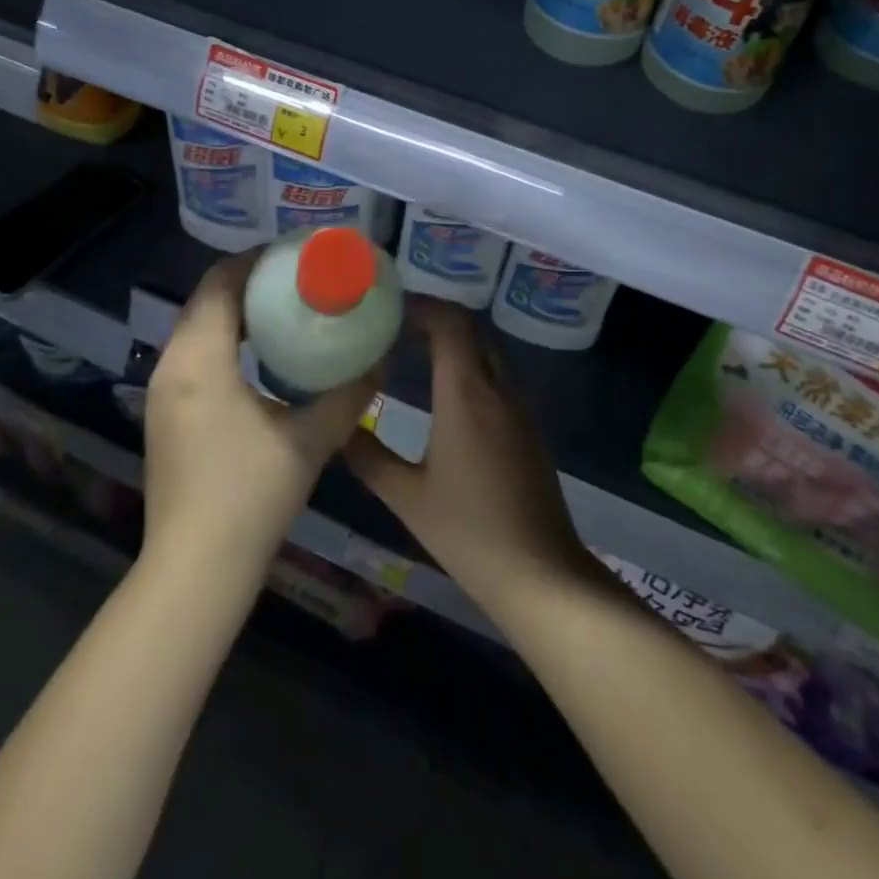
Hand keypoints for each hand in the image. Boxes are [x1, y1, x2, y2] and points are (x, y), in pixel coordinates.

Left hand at [142, 254, 375, 576]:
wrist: (195, 569)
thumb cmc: (250, 496)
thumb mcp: (310, 439)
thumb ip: (349, 394)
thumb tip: (381, 360)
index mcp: (199, 360)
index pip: (220, 282)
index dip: (257, 259)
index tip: (297, 253)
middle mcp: (170, 366)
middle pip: (206, 300)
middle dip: (250, 282)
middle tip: (299, 278)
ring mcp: (161, 392)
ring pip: (197, 328)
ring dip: (236, 311)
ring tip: (285, 309)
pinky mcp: (164, 415)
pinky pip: (193, 355)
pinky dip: (224, 340)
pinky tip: (261, 357)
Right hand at [347, 300, 591, 614]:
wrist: (539, 572)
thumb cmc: (468, 533)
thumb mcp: (407, 497)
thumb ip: (368, 456)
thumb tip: (339, 428)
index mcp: (466, 394)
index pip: (450, 323)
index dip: (422, 306)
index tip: (389, 310)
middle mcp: (497, 388)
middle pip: (471, 328)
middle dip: (435, 317)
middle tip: (396, 327)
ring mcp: (519, 405)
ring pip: (488, 349)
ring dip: (455, 340)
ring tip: (414, 350)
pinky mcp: (529, 425)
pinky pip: (498, 373)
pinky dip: (471, 363)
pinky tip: (446, 389)